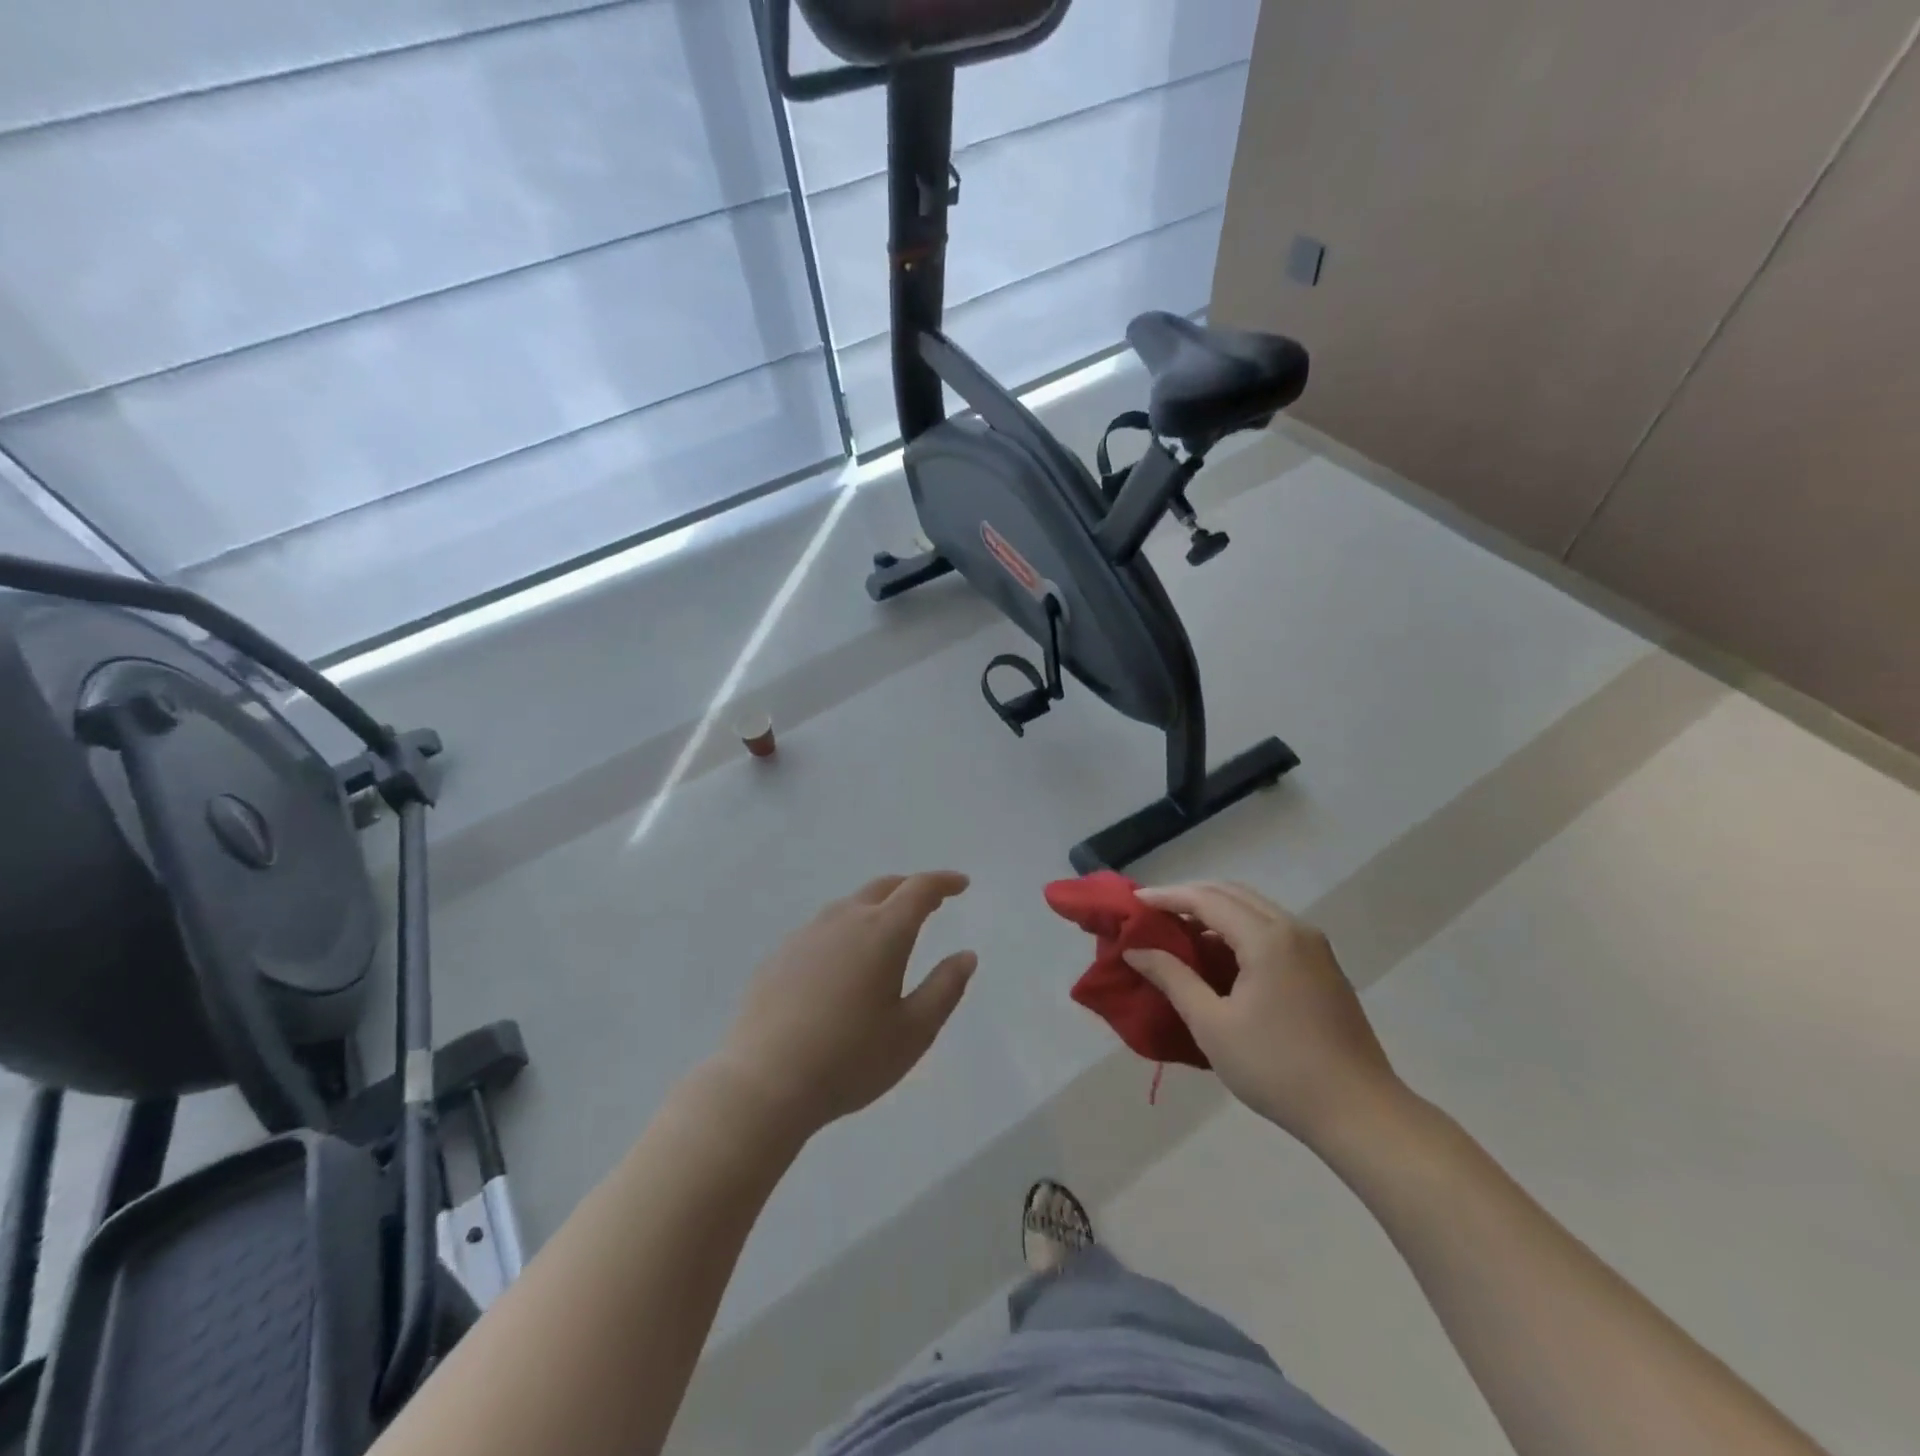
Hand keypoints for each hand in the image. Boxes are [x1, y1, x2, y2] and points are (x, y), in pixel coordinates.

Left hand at [714, 872, 976, 1138]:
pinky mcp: (779, 956)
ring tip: (889, 930)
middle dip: (911, 888)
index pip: (919, 889)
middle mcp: (844, 921)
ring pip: (849, 906)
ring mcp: (806, 935)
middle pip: (883, 887)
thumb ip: (945, 988)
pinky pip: (822, 929)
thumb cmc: (850, 1060)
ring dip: (876, 907)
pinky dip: (846, 930)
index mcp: (882, 933)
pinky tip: (843, 962)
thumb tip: (966, 955)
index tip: (961, 884)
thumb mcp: (913, 1032)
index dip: (944, 882)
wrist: (764, 1083)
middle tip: (932, 902)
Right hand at [1124, 881, 1404, 1150]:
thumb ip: (1173, 978)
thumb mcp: (1212, 1025)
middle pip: (1232, 894)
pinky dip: (1239, 928)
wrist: (1360, 1113)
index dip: (1168, 897)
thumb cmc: (1277, 1068)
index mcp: (1267, 938)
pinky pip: (1272, 929)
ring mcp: (1314, 947)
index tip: (1134, 902)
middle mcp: (1294, 929)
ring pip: (1254, 909)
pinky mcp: (1323, 968)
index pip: (1207, 900)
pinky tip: (1220, 954)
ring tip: (1180, 930)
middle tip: (1154, 912)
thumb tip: (1136, 950)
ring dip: (1216, 911)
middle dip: (1190, 897)